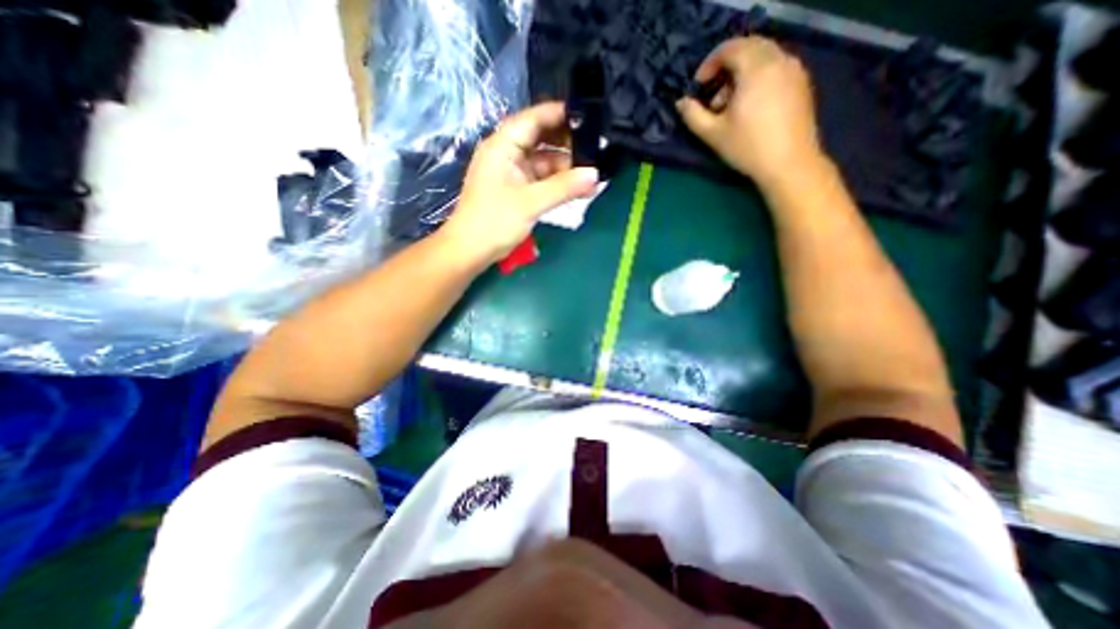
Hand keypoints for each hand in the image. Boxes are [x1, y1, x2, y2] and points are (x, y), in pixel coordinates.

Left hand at [439, 101, 602, 261]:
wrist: (470, 251)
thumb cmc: (494, 222)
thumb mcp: (530, 202)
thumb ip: (563, 187)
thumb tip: (595, 175)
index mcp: (503, 146)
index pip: (534, 119)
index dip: (560, 114)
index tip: (589, 116)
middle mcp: (507, 154)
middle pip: (541, 139)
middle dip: (567, 144)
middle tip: (598, 149)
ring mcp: (512, 173)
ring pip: (544, 162)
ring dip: (566, 169)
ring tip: (594, 174)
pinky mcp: (517, 190)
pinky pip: (542, 180)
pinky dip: (558, 184)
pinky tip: (579, 189)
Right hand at [674, 37, 819, 190]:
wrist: (789, 164)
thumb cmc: (748, 148)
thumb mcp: (713, 134)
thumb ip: (693, 115)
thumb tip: (681, 103)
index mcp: (757, 68)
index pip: (730, 48)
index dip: (709, 63)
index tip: (699, 86)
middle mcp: (779, 60)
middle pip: (749, 47)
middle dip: (726, 67)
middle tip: (713, 95)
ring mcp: (794, 70)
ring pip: (763, 57)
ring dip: (742, 74)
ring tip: (730, 105)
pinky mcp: (802, 84)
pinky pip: (776, 68)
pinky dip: (758, 78)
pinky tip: (750, 107)